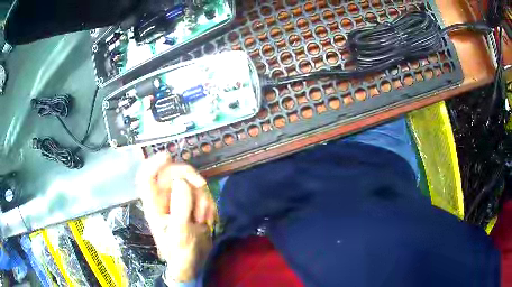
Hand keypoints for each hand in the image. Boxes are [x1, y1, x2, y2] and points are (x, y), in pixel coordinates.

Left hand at [137, 154, 215, 281]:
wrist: (195, 263)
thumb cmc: (181, 253)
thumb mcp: (180, 234)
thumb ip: (179, 209)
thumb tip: (181, 182)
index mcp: (153, 205)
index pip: (145, 177)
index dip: (153, 163)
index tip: (168, 156)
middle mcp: (164, 198)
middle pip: (172, 173)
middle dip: (189, 179)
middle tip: (202, 186)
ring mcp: (178, 199)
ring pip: (190, 181)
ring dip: (202, 197)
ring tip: (203, 219)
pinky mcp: (191, 203)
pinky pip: (202, 192)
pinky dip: (208, 203)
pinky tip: (208, 219)